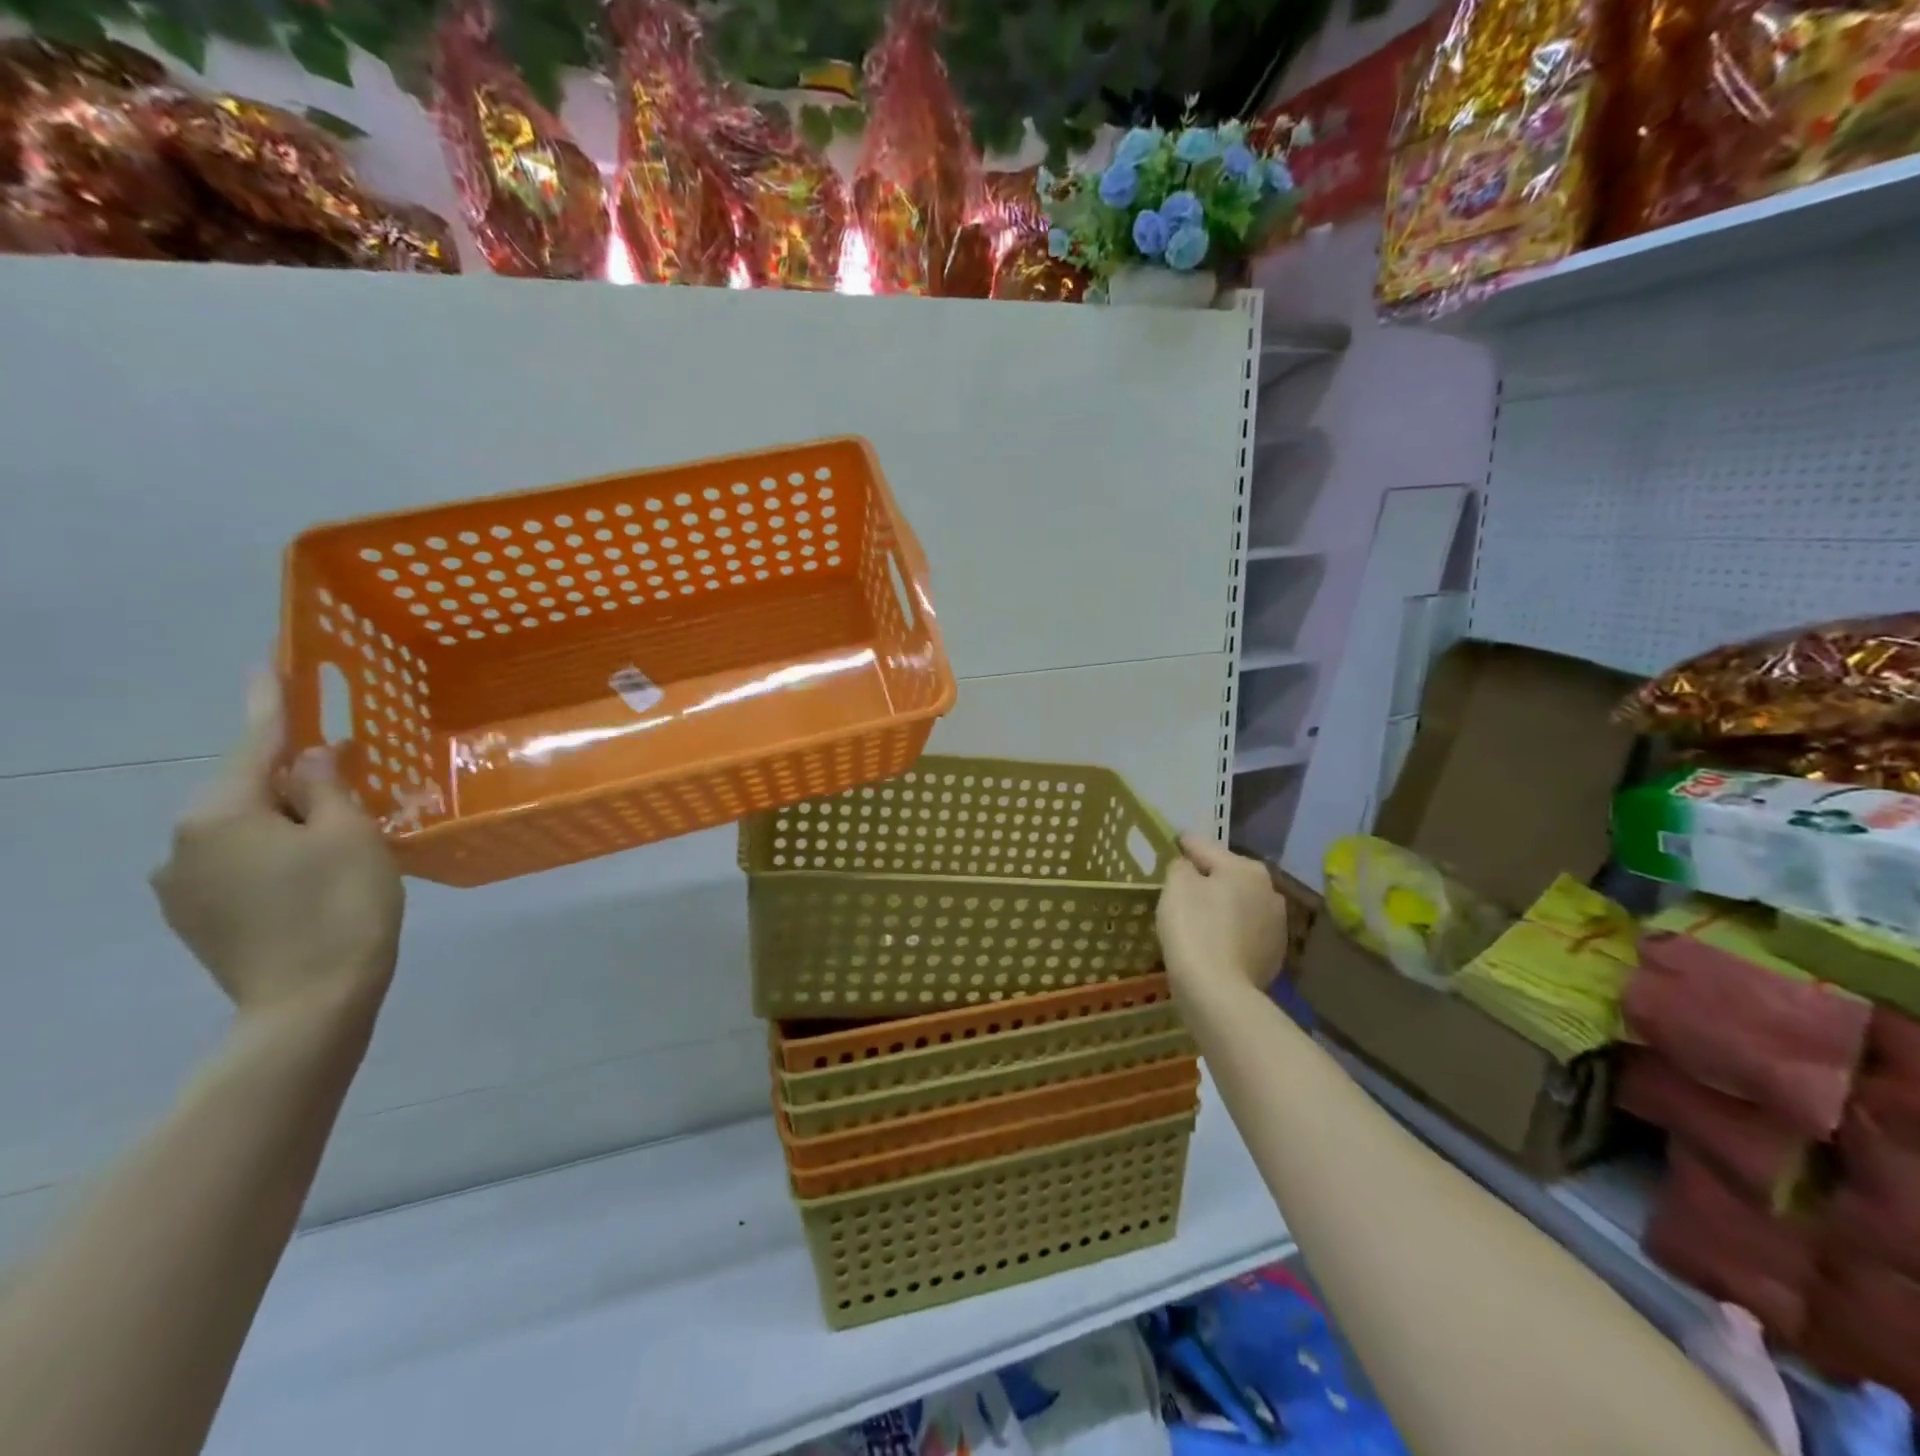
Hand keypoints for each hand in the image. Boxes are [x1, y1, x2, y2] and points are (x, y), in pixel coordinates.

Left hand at [151, 677, 403, 1023]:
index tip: (270, 660)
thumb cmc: (341, 907)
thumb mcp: (351, 835)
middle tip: (348, 775)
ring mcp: (182, 883)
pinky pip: (238, 861)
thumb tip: (309, 757)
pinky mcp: (195, 916)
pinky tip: (313, 874)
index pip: (255, 741)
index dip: (270, 699)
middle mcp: (184, 841)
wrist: (309, 1004)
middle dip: (294, 777)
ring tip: (340, 837)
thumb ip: (326, 787)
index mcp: (221, 812)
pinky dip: (275, 853)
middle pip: (248, 789)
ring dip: (288, 819)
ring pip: (244, 828)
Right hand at [1157, 833, 1287, 1005]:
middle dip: (1207, 878)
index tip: (1172, 843)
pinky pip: (1244, 933)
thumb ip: (1181, 866)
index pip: (1204, 847)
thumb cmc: (1194, 929)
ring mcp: (1277, 925)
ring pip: (1239, 905)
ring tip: (1197, 918)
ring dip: (1222, 906)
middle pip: (1227, 876)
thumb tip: (1189, 867)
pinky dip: (1229, 933)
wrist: (1219, 992)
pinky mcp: (1274, 955)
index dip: (1183, 845)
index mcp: (1246, 868)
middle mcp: (1269, 890)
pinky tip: (1212, 944)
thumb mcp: (1176, 886)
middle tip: (1180, 888)